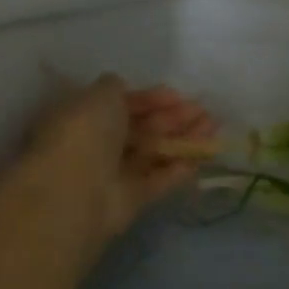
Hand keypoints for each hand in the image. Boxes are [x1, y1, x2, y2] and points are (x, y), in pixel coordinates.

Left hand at [24, 75, 216, 241]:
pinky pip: (158, 180)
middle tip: (203, 110)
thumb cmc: (86, 132)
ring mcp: (114, 174)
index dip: (149, 98)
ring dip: (183, 139)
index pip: (121, 104)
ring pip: (153, 152)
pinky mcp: (130, 200)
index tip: (176, 94)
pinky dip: (179, 168)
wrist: (76, 189)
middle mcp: (98, 144)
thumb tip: (122, 87)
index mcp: (85, 116)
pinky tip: (203, 155)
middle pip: (141, 128)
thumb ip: (115, 88)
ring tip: (213, 127)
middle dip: (173, 117)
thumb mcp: (101, 95)